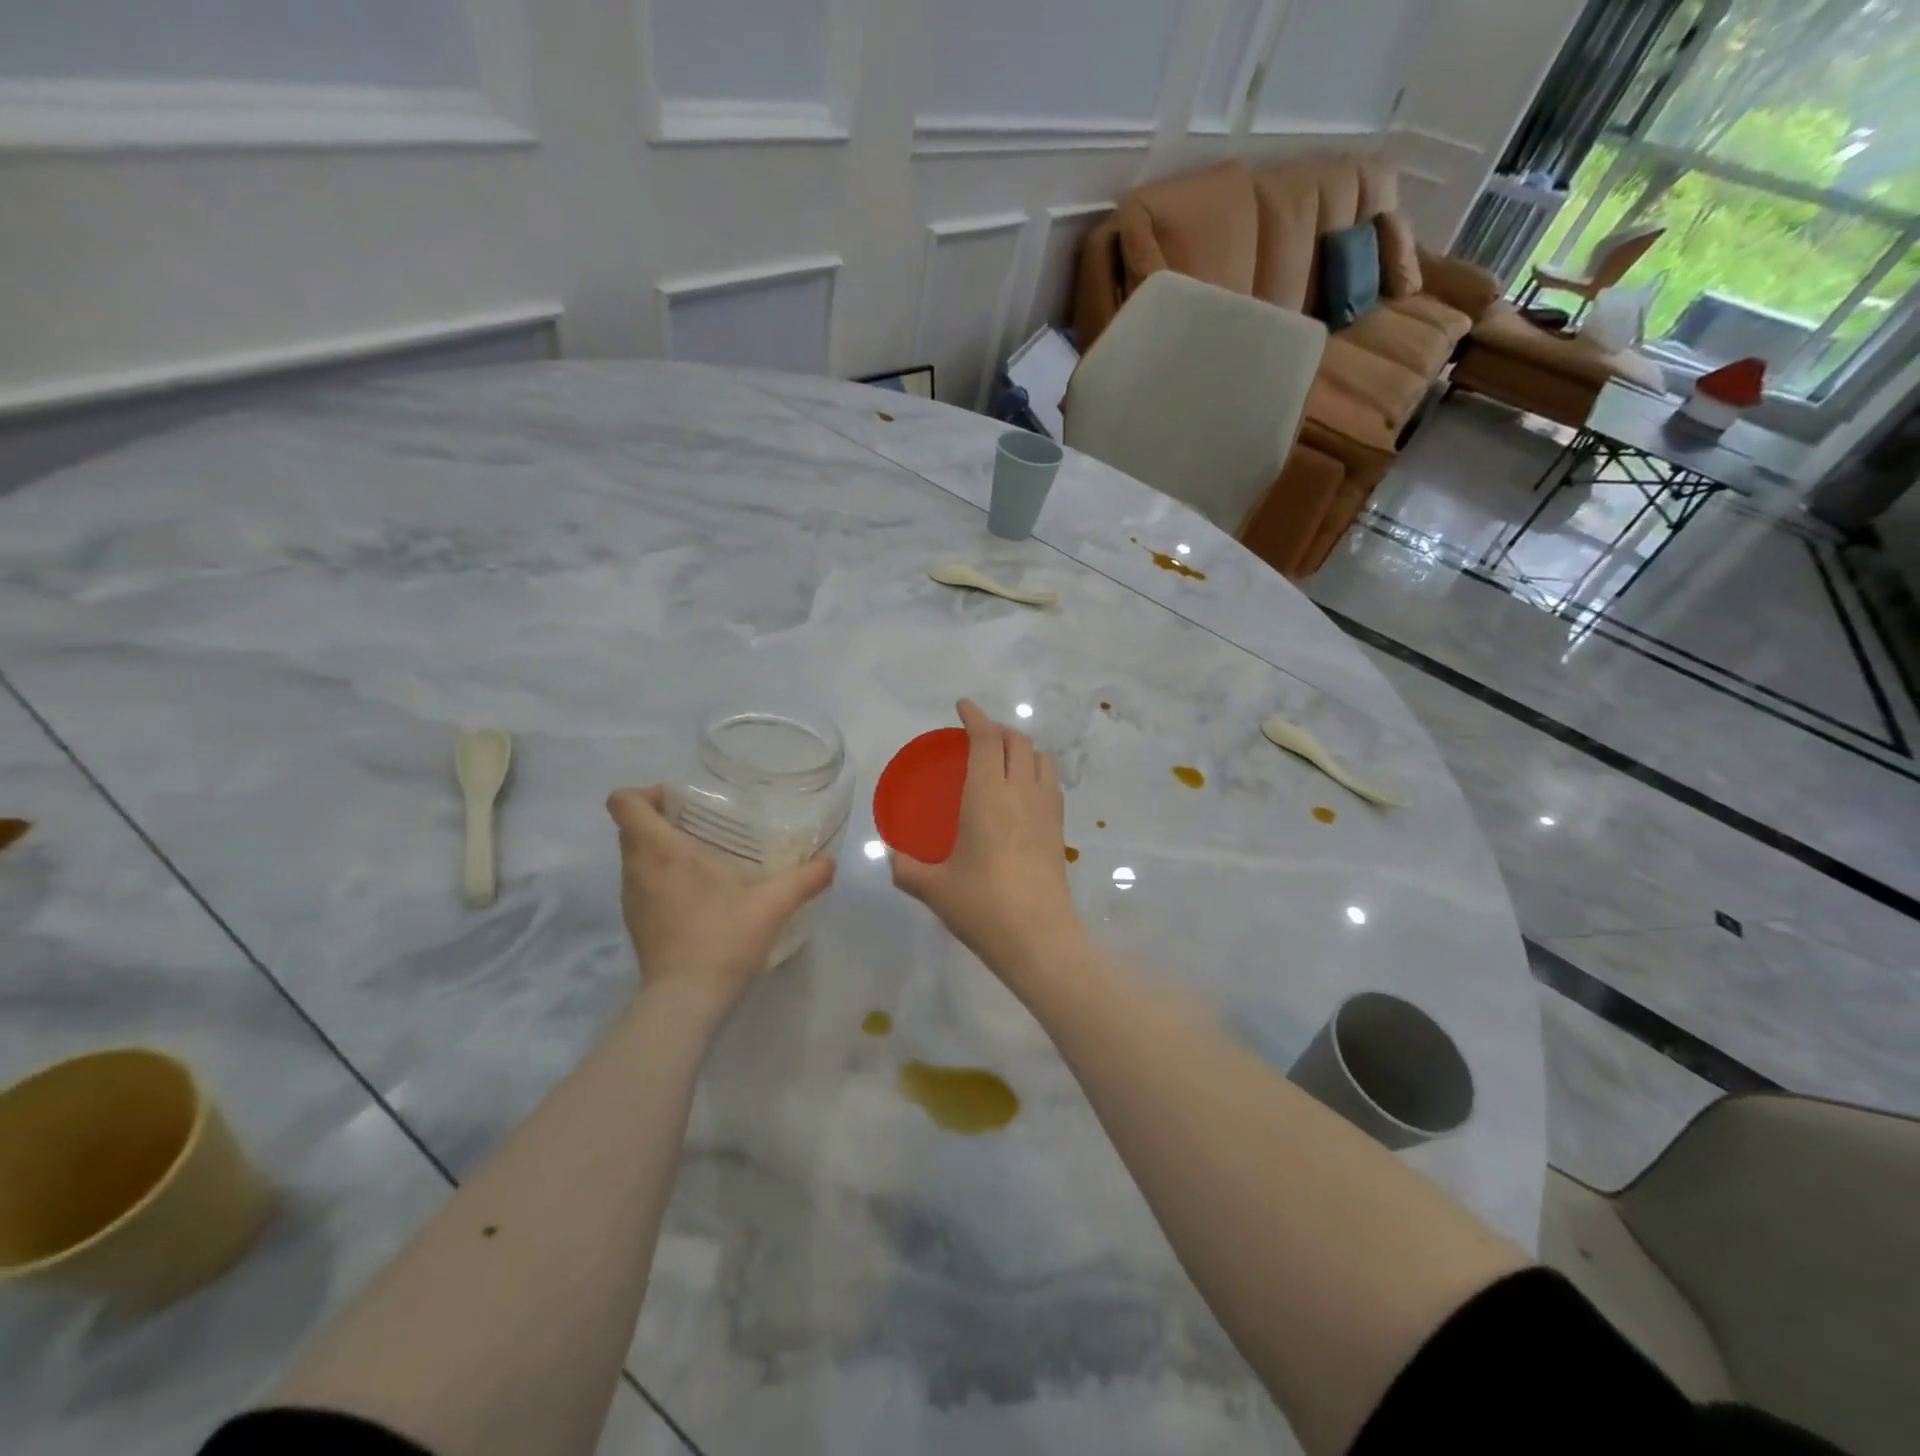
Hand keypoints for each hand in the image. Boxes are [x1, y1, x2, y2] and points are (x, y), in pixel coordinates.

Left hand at [606, 787, 835, 1020]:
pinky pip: (641, 883)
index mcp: (661, 851)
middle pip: (630, 826)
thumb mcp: (773, 904)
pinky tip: (700, 894)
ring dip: (661, 848)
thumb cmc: (722, 939)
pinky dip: (662, 876)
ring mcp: (631, 899)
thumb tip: (830, 862)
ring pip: (634, 856)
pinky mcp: (635, 923)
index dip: (646, 792)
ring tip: (705, 857)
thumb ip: (805, 879)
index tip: (682, 802)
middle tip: (704, 825)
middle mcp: (637, 869)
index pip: (625, 802)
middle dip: (661, 818)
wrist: (686, 999)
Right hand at [890, 699, 1085, 981]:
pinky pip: (1051, 784)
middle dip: (998, 730)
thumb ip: (906, 869)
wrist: (1039, 939)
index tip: (963, 706)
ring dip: (1022, 748)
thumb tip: (892, 857)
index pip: (987, 740)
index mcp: (988, 796)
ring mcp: (1046, 810)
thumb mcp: (934, 889)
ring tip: (1004, 760)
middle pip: (1018, 742)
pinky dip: (1036, 772)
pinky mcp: (1059, 830)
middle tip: (978, 736)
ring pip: (1041, 759)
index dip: (976, 717)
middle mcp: (1021, 793)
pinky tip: (1022, 794)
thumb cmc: (982, 907)